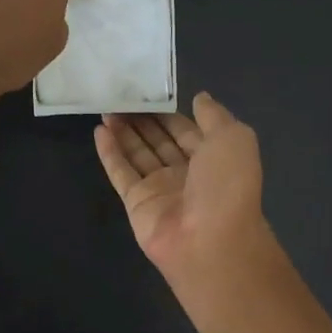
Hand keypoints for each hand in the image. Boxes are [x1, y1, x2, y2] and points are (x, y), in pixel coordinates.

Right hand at [94, 95, 276, 288]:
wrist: (210, 240)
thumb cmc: (226, 185)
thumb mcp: (233, 138)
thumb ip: (214, 116)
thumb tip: (199, 98)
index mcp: (213, 159)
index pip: (187, 131)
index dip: (169, 112)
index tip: (149, 92)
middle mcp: (186, 174)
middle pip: (160, 141)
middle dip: (143, 120)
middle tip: (121, 95)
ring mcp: (160, 189)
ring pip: (138, 154)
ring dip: (124, 132)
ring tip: (106, 107)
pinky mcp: (136, 203)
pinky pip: (121, 173)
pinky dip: (109, 152)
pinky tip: (98, 130)